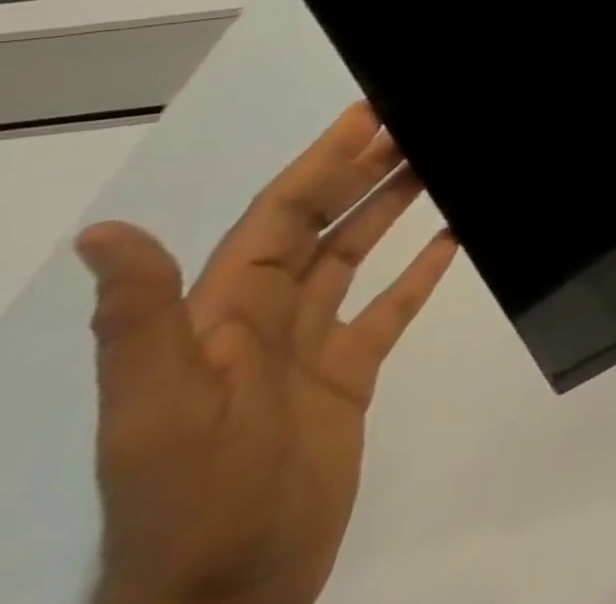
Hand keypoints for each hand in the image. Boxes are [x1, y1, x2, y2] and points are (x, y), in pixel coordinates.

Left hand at [80, 103, 458, 603]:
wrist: (227, 600)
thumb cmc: (195, 500)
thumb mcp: (161, 413)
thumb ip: (142, 323)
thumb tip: (107, 233)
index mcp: (221, 317)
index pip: (277, 217)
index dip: (320, 163)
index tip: (367, 116)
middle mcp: (264, 322)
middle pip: (320, 226)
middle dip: (362, 171)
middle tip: (414, 123)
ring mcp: (309, 350)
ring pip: (355, 257)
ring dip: (392, 208)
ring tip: (438, 163)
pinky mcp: (348, 376)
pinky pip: (389, 308)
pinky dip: (420, 271)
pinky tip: (453, 238)